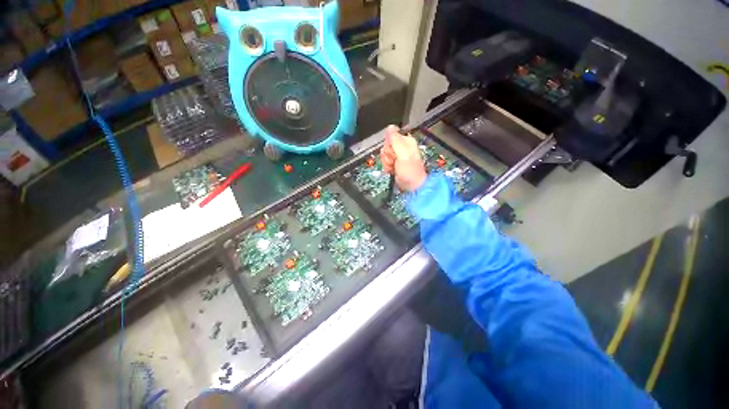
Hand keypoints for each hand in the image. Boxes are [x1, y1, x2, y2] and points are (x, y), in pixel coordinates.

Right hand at [380, 125, 426, 191]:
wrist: (411, 186)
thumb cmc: (409, 171)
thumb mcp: (403, 154)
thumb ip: (396, 140)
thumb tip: (390, 126)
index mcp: (406, 141)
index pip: (390, 137)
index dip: (389, 146)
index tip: (393, 153)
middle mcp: (402, 146)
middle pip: (386, 146)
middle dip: (388, 155)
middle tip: (394, 162)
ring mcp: (397, 156)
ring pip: (384, 154)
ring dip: (387, 163)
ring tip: (394, 168)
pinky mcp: (394, 163)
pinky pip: (385, 161)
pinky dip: (387, 167)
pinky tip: (392, 171)